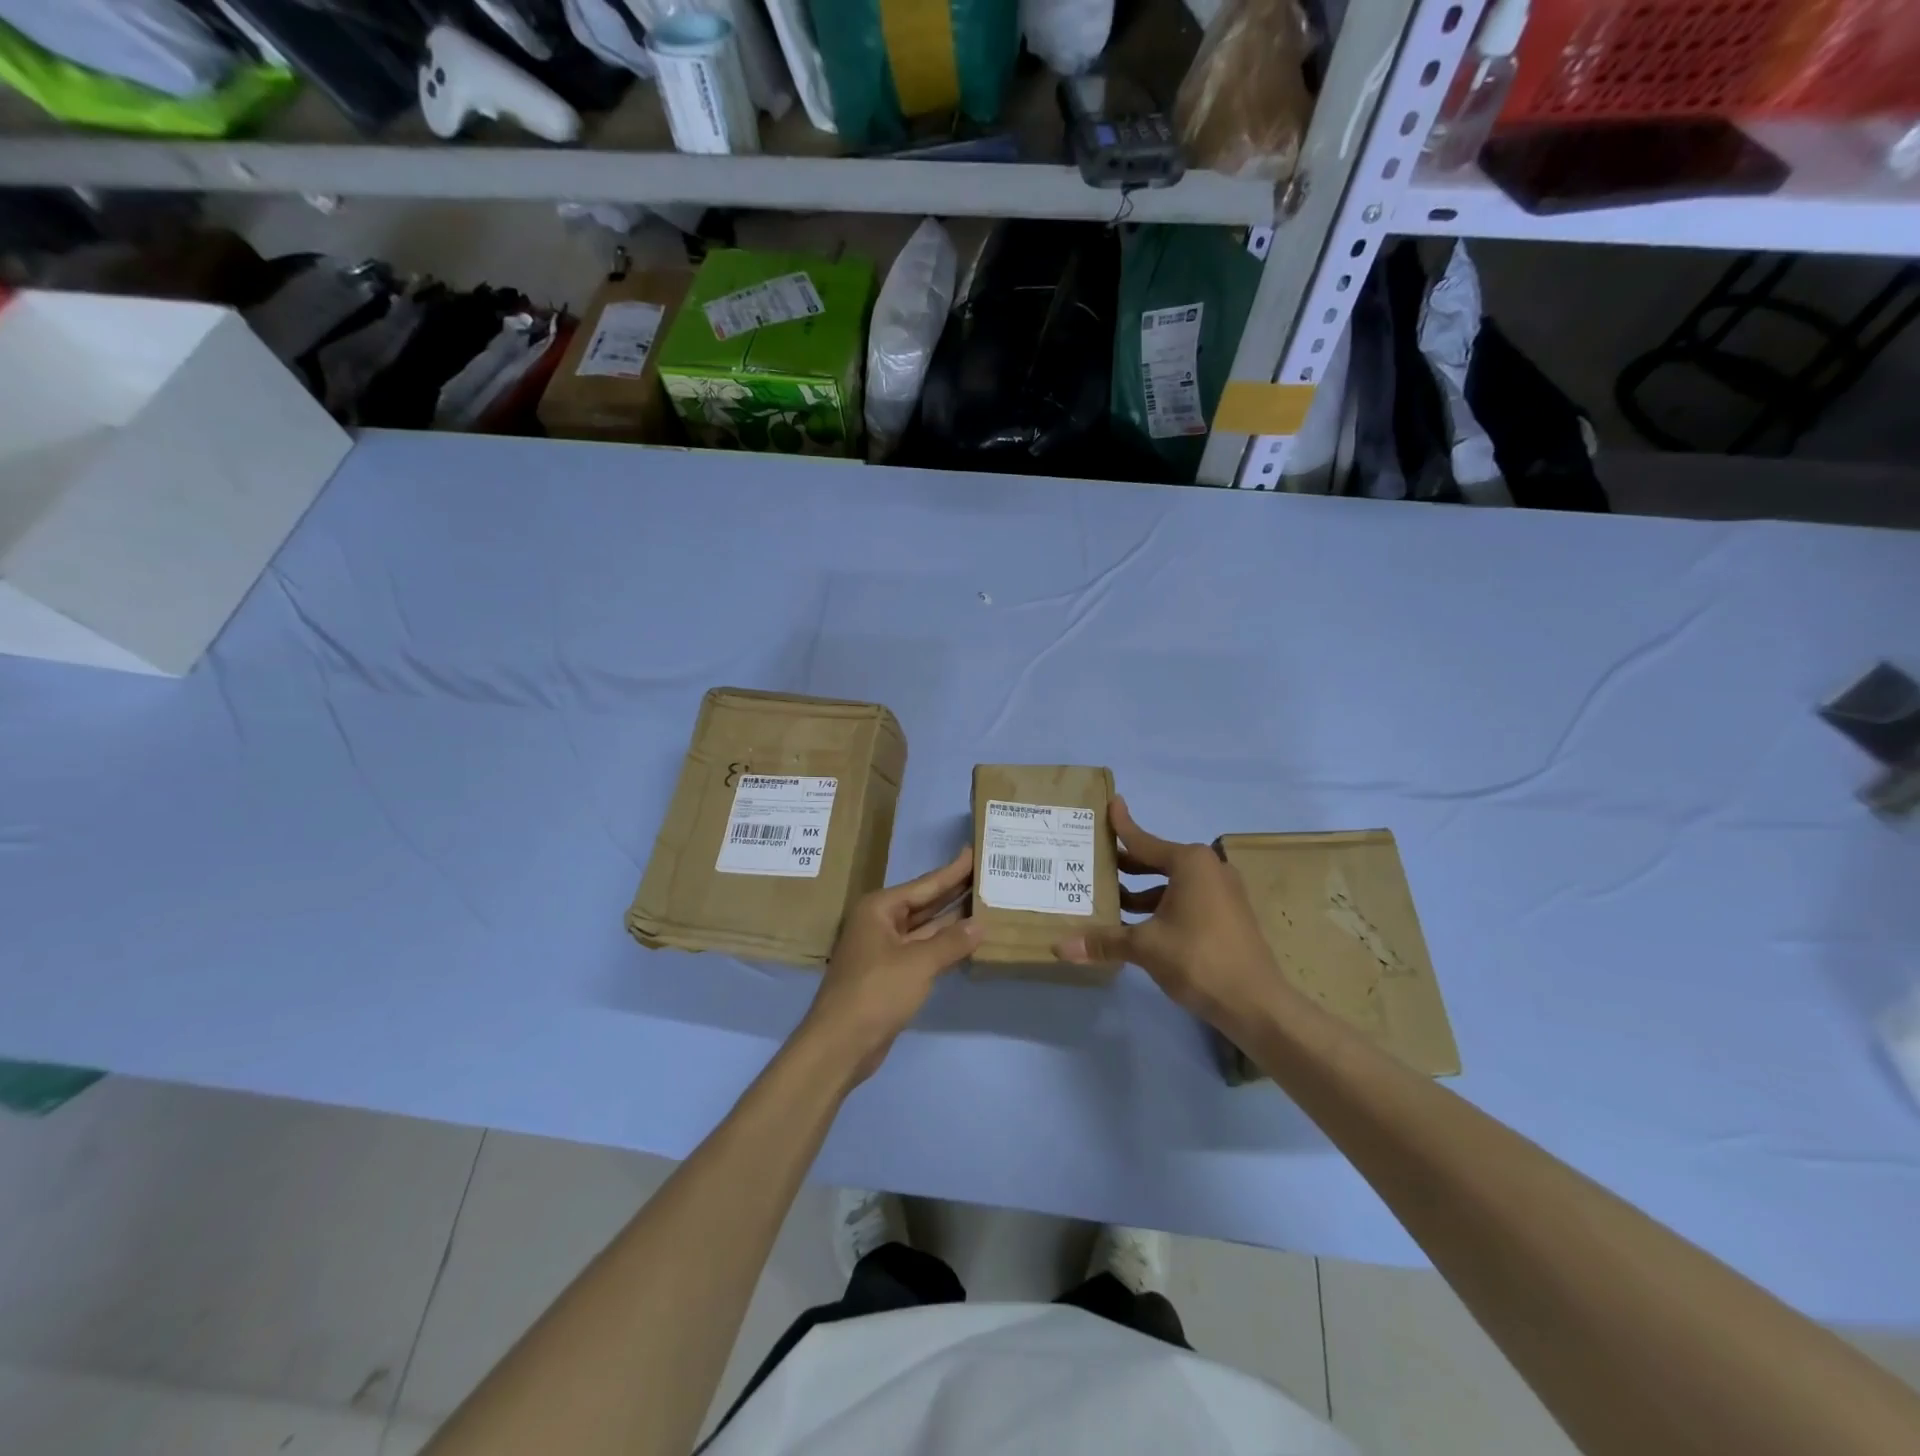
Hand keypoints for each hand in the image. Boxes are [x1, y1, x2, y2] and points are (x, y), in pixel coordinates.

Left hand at [799, 847, 981, 1084]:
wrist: (841, 1044)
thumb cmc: (876, 992)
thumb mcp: (919, 963)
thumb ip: (951, 942)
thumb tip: (980, 924)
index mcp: (879, 908)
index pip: (924, 884)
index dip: (951, 870)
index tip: (973, 851)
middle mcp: (879, 922)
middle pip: (923, 903)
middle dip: (953, 891)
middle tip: (984, 874)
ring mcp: (883, 949)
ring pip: (924, 928)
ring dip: (950, 919)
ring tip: (983, 902)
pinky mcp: (889, 974)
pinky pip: (921, 950)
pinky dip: (942, 945)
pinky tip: (966, 940)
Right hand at [1054, 797, 1283, 1038]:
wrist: (1256, 1004)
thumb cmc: (1198, 959)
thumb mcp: (1145, 946)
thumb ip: (1103, 941)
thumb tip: (1059, 947)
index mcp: (1190, 862)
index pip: (1144, 840)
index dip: (1122, 825)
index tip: (1111, 803)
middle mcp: (1209, 868)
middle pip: (1157, 860)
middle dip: (1127, 864)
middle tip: (1094, 861)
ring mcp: (1223, 892)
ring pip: (1172, 883)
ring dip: (1142, 890)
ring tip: (1109, 898)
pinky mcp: (1228, 915)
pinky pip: (1186, 899)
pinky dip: (1162, 904)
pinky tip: (1138, 923)